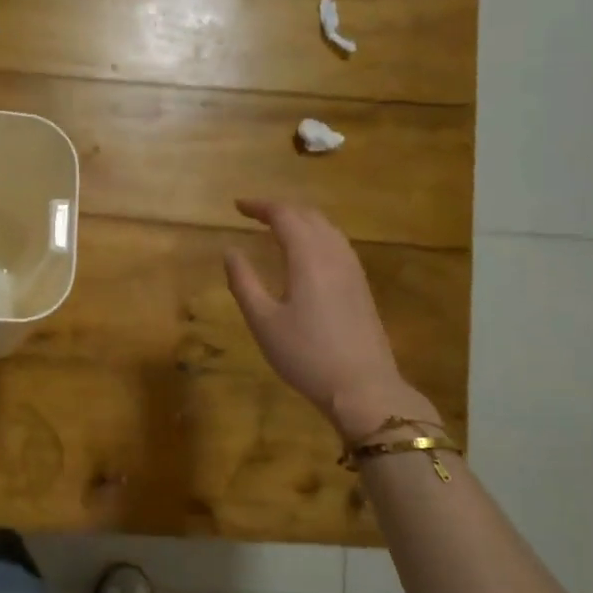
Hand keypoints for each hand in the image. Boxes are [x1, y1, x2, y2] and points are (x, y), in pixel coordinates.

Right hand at [223, 198, 439, 441]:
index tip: (237, 206)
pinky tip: (307, 254)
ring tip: (278, 228)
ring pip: (327, 229)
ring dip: (301, 220)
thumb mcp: (263, 321)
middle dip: (280, 209)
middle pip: (309, 216)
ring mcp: (353, 270)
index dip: (260, 206)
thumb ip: (243, 282)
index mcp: (308, 257)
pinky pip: (337, 245)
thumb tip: (230, 251)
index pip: (284, 216)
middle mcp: (334, 255)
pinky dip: (316, 236)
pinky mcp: (361, 286)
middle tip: (254, 214)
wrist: (362, 387)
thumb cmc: (305, 354)